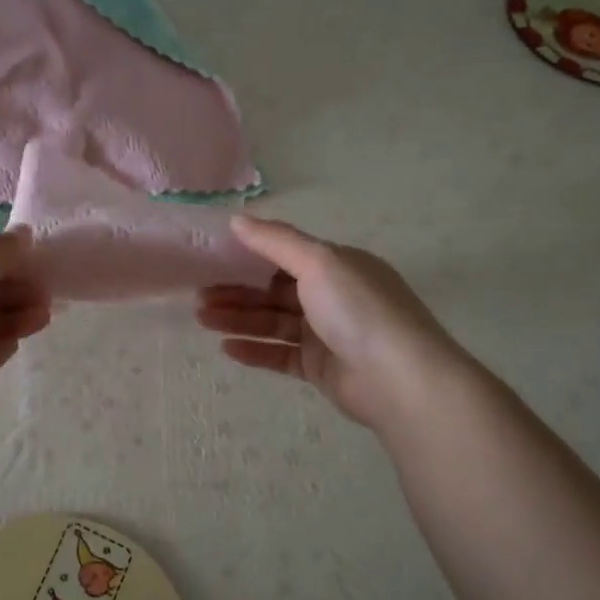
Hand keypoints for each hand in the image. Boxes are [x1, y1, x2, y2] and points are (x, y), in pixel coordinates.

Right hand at [196, 217, 463, 428]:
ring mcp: (326, 335)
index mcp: (338, 266)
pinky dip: (254, 350)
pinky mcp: (320, 369)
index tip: (212, 258)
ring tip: (202, 318)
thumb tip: (237, 219)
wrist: (400, 380)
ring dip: (238, 319)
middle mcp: (332, 297)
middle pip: (274, 290)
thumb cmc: (359, 310)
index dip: (248, 255)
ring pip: (273, 322)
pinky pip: (280, 355)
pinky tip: (226, 348)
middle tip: (198, 294)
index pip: (286, 255)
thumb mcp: (319, 262)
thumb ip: (276, 241)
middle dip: (237, 291)